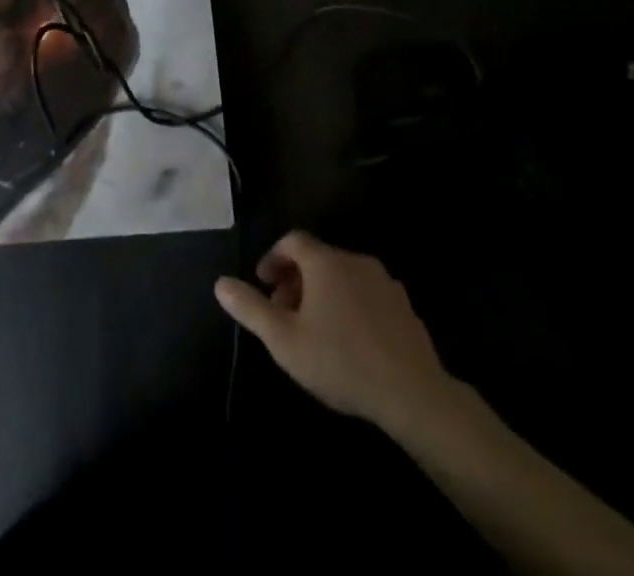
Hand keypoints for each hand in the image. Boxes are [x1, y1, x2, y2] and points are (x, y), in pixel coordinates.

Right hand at [215, 230, 464, 432]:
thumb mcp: (284, 340)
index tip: (263, 283)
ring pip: (343, 276)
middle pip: (318, 258)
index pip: (293, 240)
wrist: (413, 393)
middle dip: (295, 279)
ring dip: (323, 293)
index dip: (274, 257)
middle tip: (284, 313)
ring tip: (314, 330)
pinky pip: (367, 294)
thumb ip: (251, 309)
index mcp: (325, 262)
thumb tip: (220, 283)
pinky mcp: (404, 307)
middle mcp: (355, 260)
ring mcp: (384, 282)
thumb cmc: (340, 361)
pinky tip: (349, 341)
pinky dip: (350, 305)